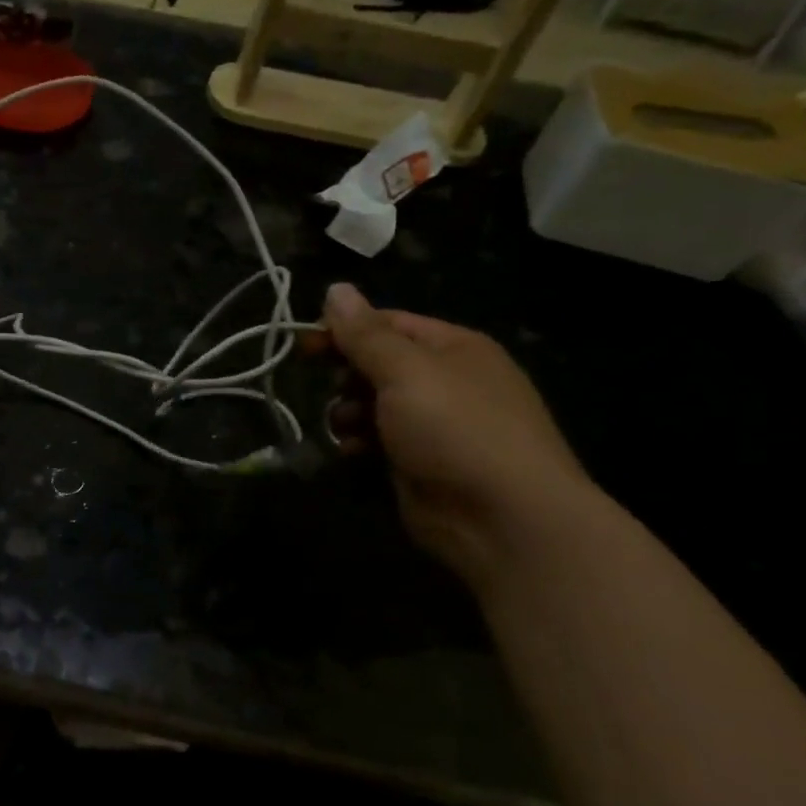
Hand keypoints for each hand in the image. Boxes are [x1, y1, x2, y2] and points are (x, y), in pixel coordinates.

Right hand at [322, 283, 591, 586]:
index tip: (303, 344)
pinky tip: (353, 451)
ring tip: (345, 426)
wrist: (502, 517)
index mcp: (453, 347)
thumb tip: (336, 288)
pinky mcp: (419, 461)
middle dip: (347, 374)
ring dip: (348, 410)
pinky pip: (377, 439)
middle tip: (330, 387)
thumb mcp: (406, 371)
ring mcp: (433, 423)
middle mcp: (445, 380)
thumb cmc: (456, 429)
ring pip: (372, 403)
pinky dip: (359, 441)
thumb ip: (365, 334)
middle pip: (378, 362)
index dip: (344, 329)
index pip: (387, 323)